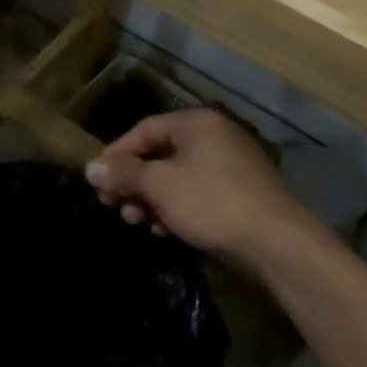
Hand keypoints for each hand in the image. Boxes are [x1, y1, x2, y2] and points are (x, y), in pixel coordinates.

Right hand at [86, 108, 327, 270]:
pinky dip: (176, 207)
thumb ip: (123, 173)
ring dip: (151, 198)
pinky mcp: (240, 193)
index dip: (116, 153)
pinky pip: (197, 193)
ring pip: (177, 177)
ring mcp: (231, 165)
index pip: (144, 129)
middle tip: (113, 205)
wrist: (276, 242)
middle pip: (160, 154)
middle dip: (133, 181)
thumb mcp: (159, 185)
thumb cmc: (211, 202)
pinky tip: (164, 230)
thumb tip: (90, 168)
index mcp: (197, 123)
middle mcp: (215, 136)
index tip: (97, 179)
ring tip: (136, 221)